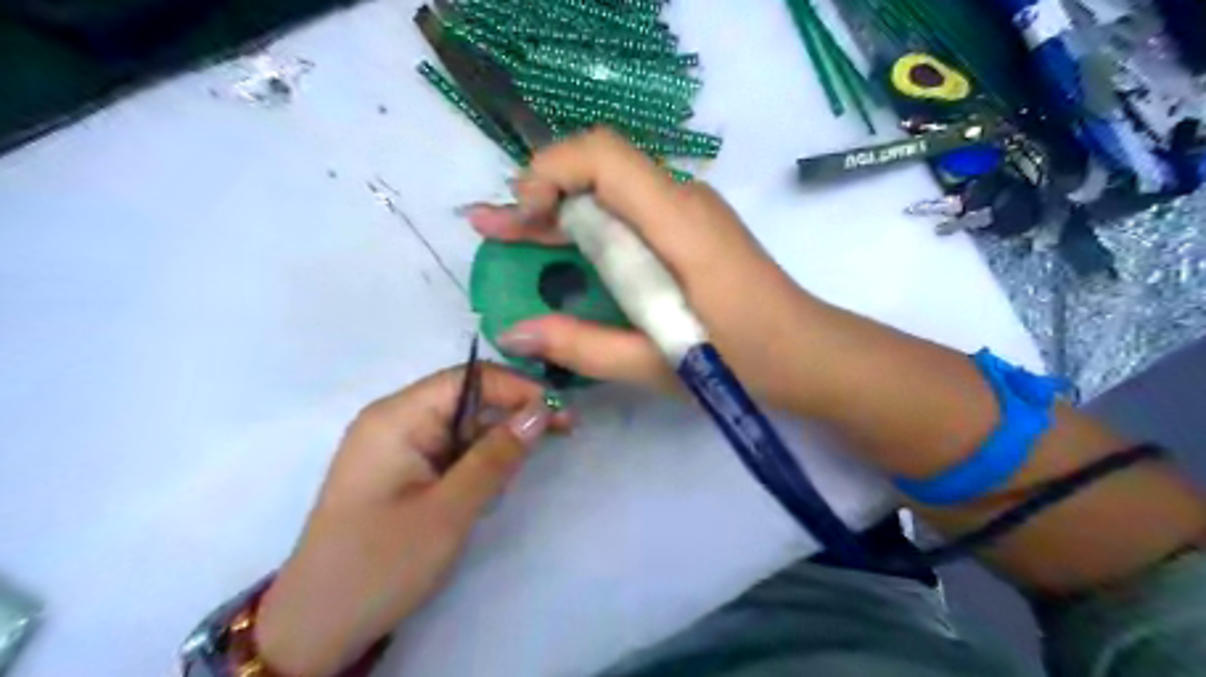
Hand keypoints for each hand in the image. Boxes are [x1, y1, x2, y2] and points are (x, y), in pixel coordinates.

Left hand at [253, 364, 571, 675]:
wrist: (317, 629)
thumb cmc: (381, 565)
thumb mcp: (449, 510)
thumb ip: (497, 455)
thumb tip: (542, 409)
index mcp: (396, 417)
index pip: (468, 378)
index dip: (517, 387)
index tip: (560, 410)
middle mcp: (394, 419)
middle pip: (467, 398)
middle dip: (513, 413)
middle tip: (563, 432)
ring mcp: (396, 444)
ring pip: (463, 425)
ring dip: (497, 441)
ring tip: (527, 464)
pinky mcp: (401, 469)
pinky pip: (450, 448)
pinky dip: (479, 460)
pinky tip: (494, 481)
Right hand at [465, 126, 825, 412]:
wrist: (811, 354)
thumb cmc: (744, 361)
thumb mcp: (657, 362)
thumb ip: (583, 346)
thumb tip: (511, 332)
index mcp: (678, 223)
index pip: (604, 155)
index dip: (550, 171)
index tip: (522, 218)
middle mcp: (683, 200)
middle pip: (600, 169)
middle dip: (540, 195)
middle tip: (489, 230)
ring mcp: (689, 212)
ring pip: (612, 190)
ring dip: (560, 212)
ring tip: (510, 239)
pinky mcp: (690, 229)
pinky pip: (630, 213)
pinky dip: (590, 228)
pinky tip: (563, 253)